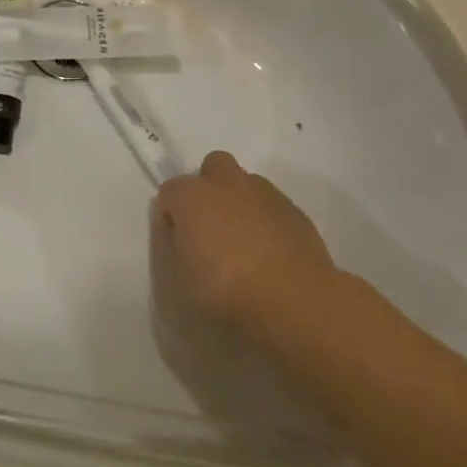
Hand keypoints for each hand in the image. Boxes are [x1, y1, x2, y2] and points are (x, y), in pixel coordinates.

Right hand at [154, 151, 340, 328]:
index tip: (177, 238)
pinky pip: (274, 206)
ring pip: (247, 183)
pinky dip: (268, 220)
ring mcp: (265, 194)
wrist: (294, 301)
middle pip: (213, 165)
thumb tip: (186, 236)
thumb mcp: (184, 277)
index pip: (170, 191)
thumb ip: (180, 246)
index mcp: (193, 196)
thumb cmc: (227, 291)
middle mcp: (227, 184)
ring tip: (245, 239)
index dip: (171, 213)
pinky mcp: (296, 211)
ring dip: (241, 201)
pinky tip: (272, 251)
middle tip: (212, 223)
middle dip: (210, 186)